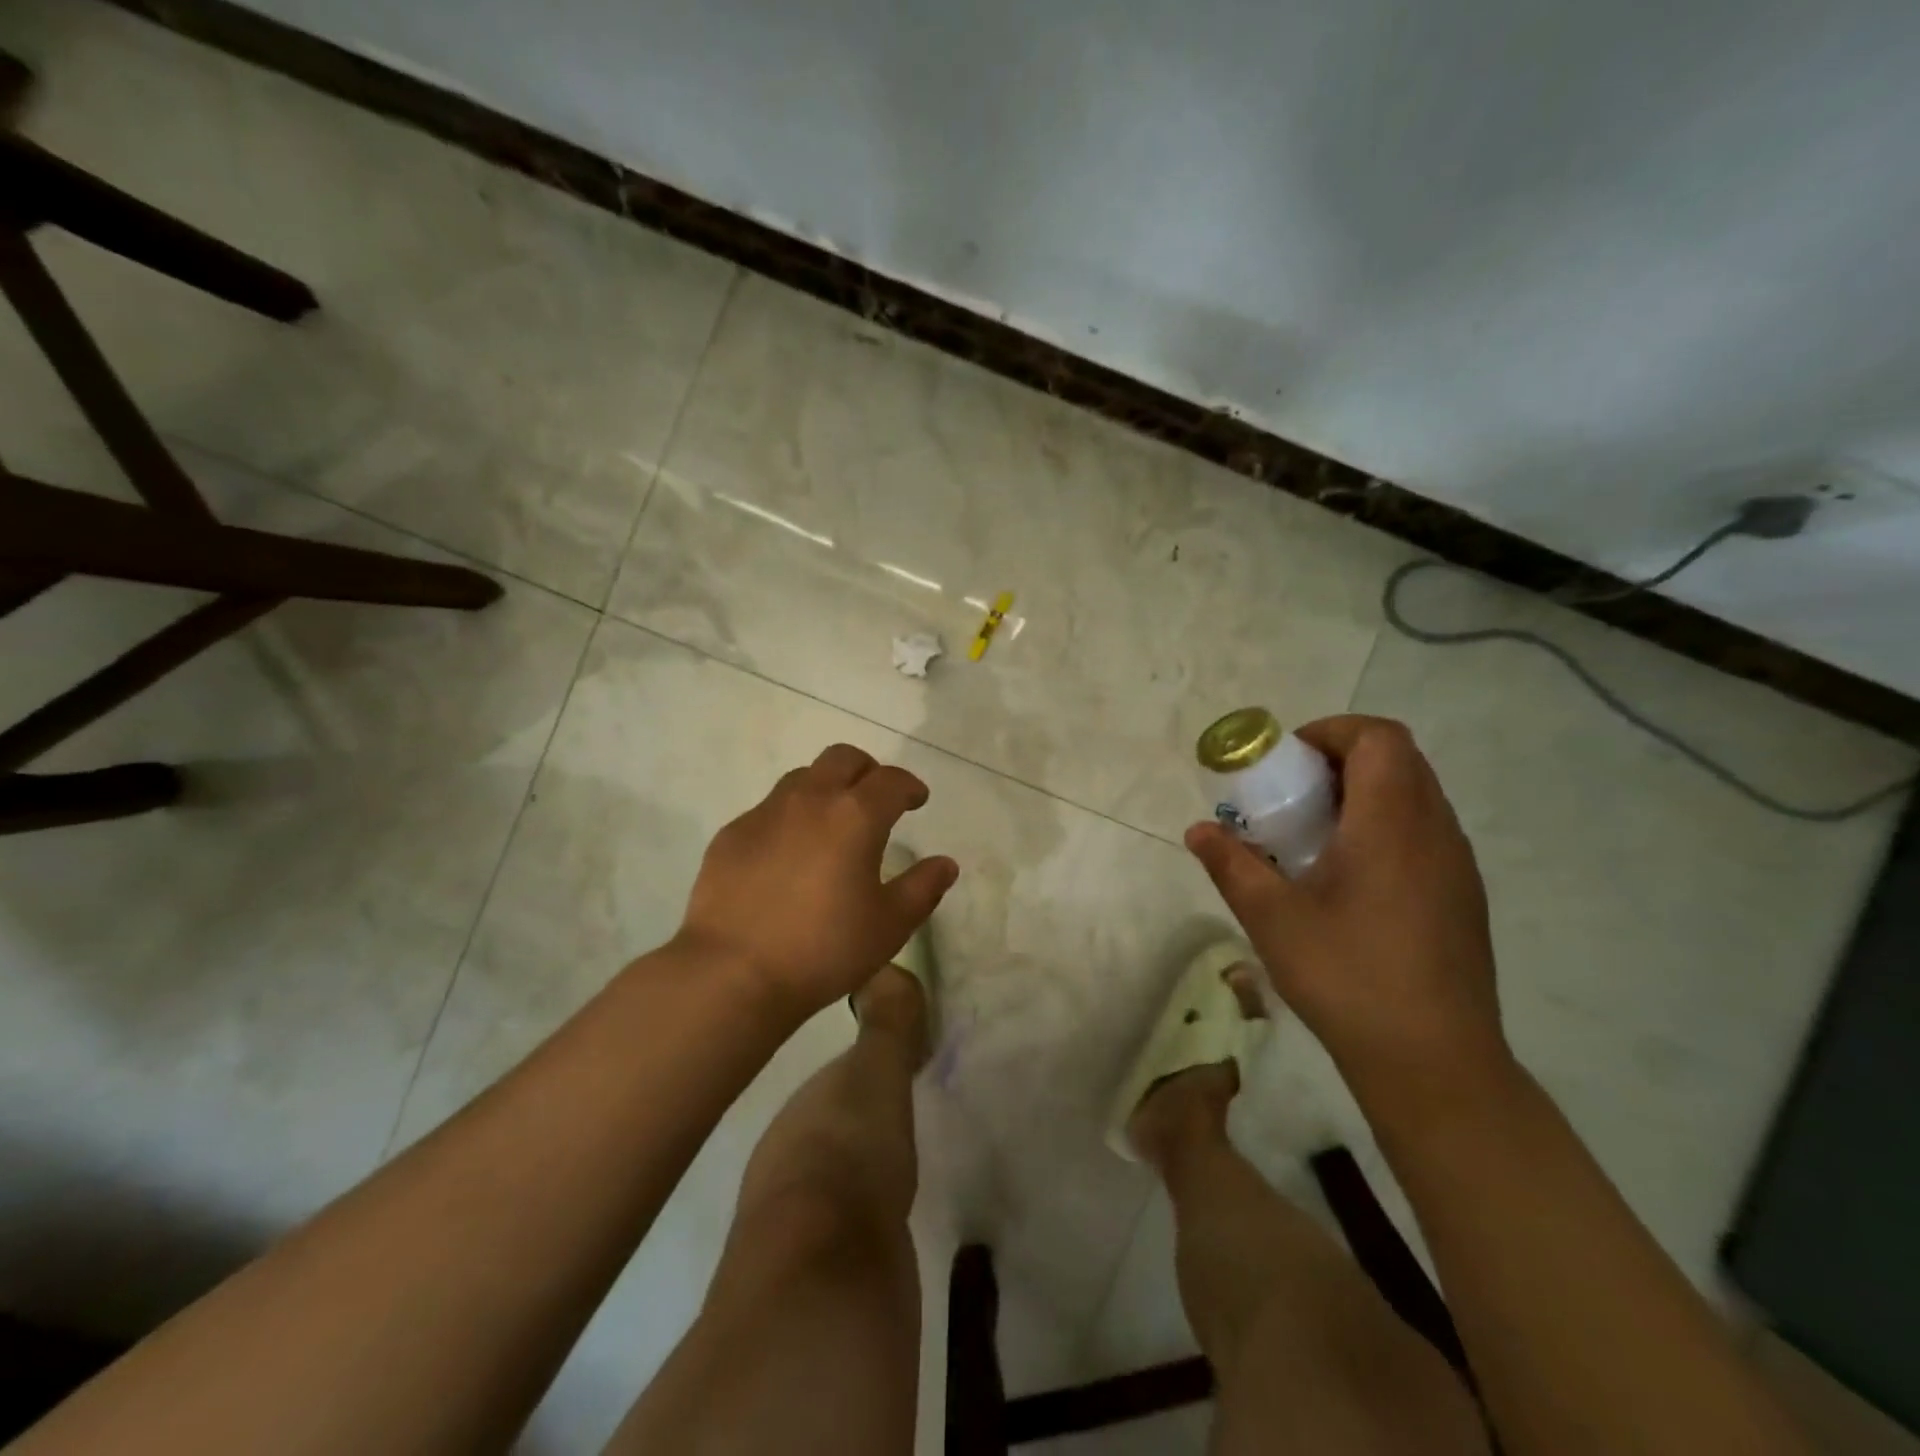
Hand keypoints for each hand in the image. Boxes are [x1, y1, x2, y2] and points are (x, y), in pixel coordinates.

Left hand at [676, 744, 958, 1015]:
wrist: (732, 973)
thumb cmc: (824, 949)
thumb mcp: (889, 926)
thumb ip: (923, 888)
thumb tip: (945, 864)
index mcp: (855, 815)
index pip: (891, 780)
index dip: (909, 786)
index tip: (917, 800)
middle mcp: (810, 800)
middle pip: (842, 758)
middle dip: (866, 770)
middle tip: (875, 799)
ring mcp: (764, 814)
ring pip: (802, 778)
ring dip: (825, 788)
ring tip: (831, 824)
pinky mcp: (731, 835)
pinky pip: (768, 810)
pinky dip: (789, 818)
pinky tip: (787, 856)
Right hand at [1185, 715, 1508, 1102]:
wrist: (1434, 1061)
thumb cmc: (1347, 976)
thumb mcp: (1271, 918)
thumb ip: (1231, 864)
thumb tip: (1199, 830)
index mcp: (1391, 824)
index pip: (1379, 738)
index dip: (1332, 732)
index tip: (1289, 761)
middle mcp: (1434, 832)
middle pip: (1399, 759)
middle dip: (1341, 759)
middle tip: (1294, 794)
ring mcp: (1456, 866)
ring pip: (1415, 796)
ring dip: (1364, 793)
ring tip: (1315, 835)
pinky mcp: (1462, 896)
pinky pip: (1424, 832)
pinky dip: (1384, 826)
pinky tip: (1349, 879)